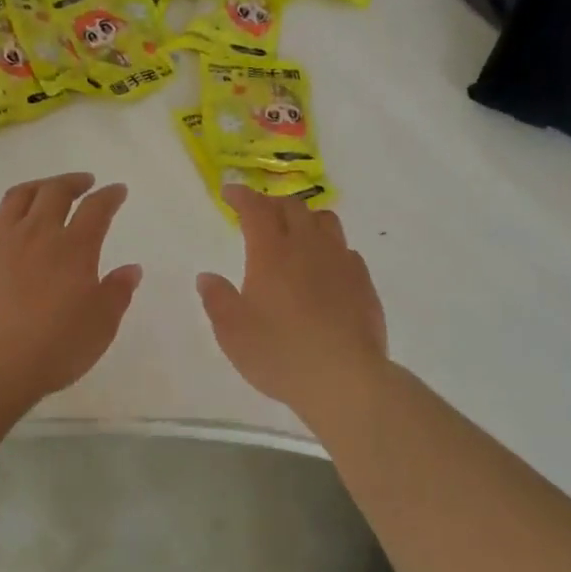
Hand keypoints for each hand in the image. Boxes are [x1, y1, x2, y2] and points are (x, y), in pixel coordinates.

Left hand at [0, 173, 142, 399]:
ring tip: (44, 191)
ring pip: (18, 197)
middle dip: (73, 182)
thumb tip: (131, 269)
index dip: (109, 196)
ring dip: (37, 188)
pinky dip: (2, 218)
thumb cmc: (55, 347)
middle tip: (83, 183)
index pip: (96, 208)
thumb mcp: (100, 325)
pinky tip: (4, 229)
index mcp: (74, 247)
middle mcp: (37, 232)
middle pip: (55, 191)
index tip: (117, 191)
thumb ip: (117, 293)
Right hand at [196, 186, 388, 418]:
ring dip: (305, 218)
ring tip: (294, 232)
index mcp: (272, 253)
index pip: (256, 209)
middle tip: (258, 213)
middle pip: (292, 207)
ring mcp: (341, 262)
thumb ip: (217, 299)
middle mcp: (308, 247)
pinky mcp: (362, 283)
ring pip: (325, 221)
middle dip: (271, 203)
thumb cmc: (280, 353)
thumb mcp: (233, 332)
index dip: (242, 196)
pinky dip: (328, 247)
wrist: (344, 379)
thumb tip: (207, 277)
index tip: (230, 192)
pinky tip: (323, 268)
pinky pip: (345, 250)